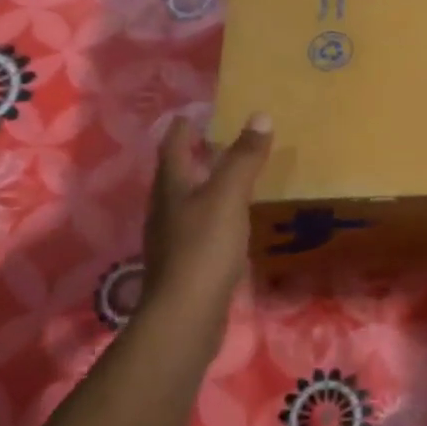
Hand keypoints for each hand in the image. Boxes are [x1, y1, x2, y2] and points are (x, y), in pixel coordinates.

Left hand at [137, 113, 272, 321]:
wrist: (186, 314)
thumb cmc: (205, 246)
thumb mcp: (229, 195)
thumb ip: (244, 157)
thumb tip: (260, 115)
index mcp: (172, 185)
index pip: (175, 144)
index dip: (186, 125)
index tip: (200, 112)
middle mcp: (166, 207)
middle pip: (178, 172)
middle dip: (197, 154)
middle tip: (223, 139)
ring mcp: (172, 237)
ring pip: (187, 200)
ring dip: (206, 184)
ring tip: (232, 176)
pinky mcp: (185, 262)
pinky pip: (198, 226)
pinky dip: (214, 213)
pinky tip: (232, 220)